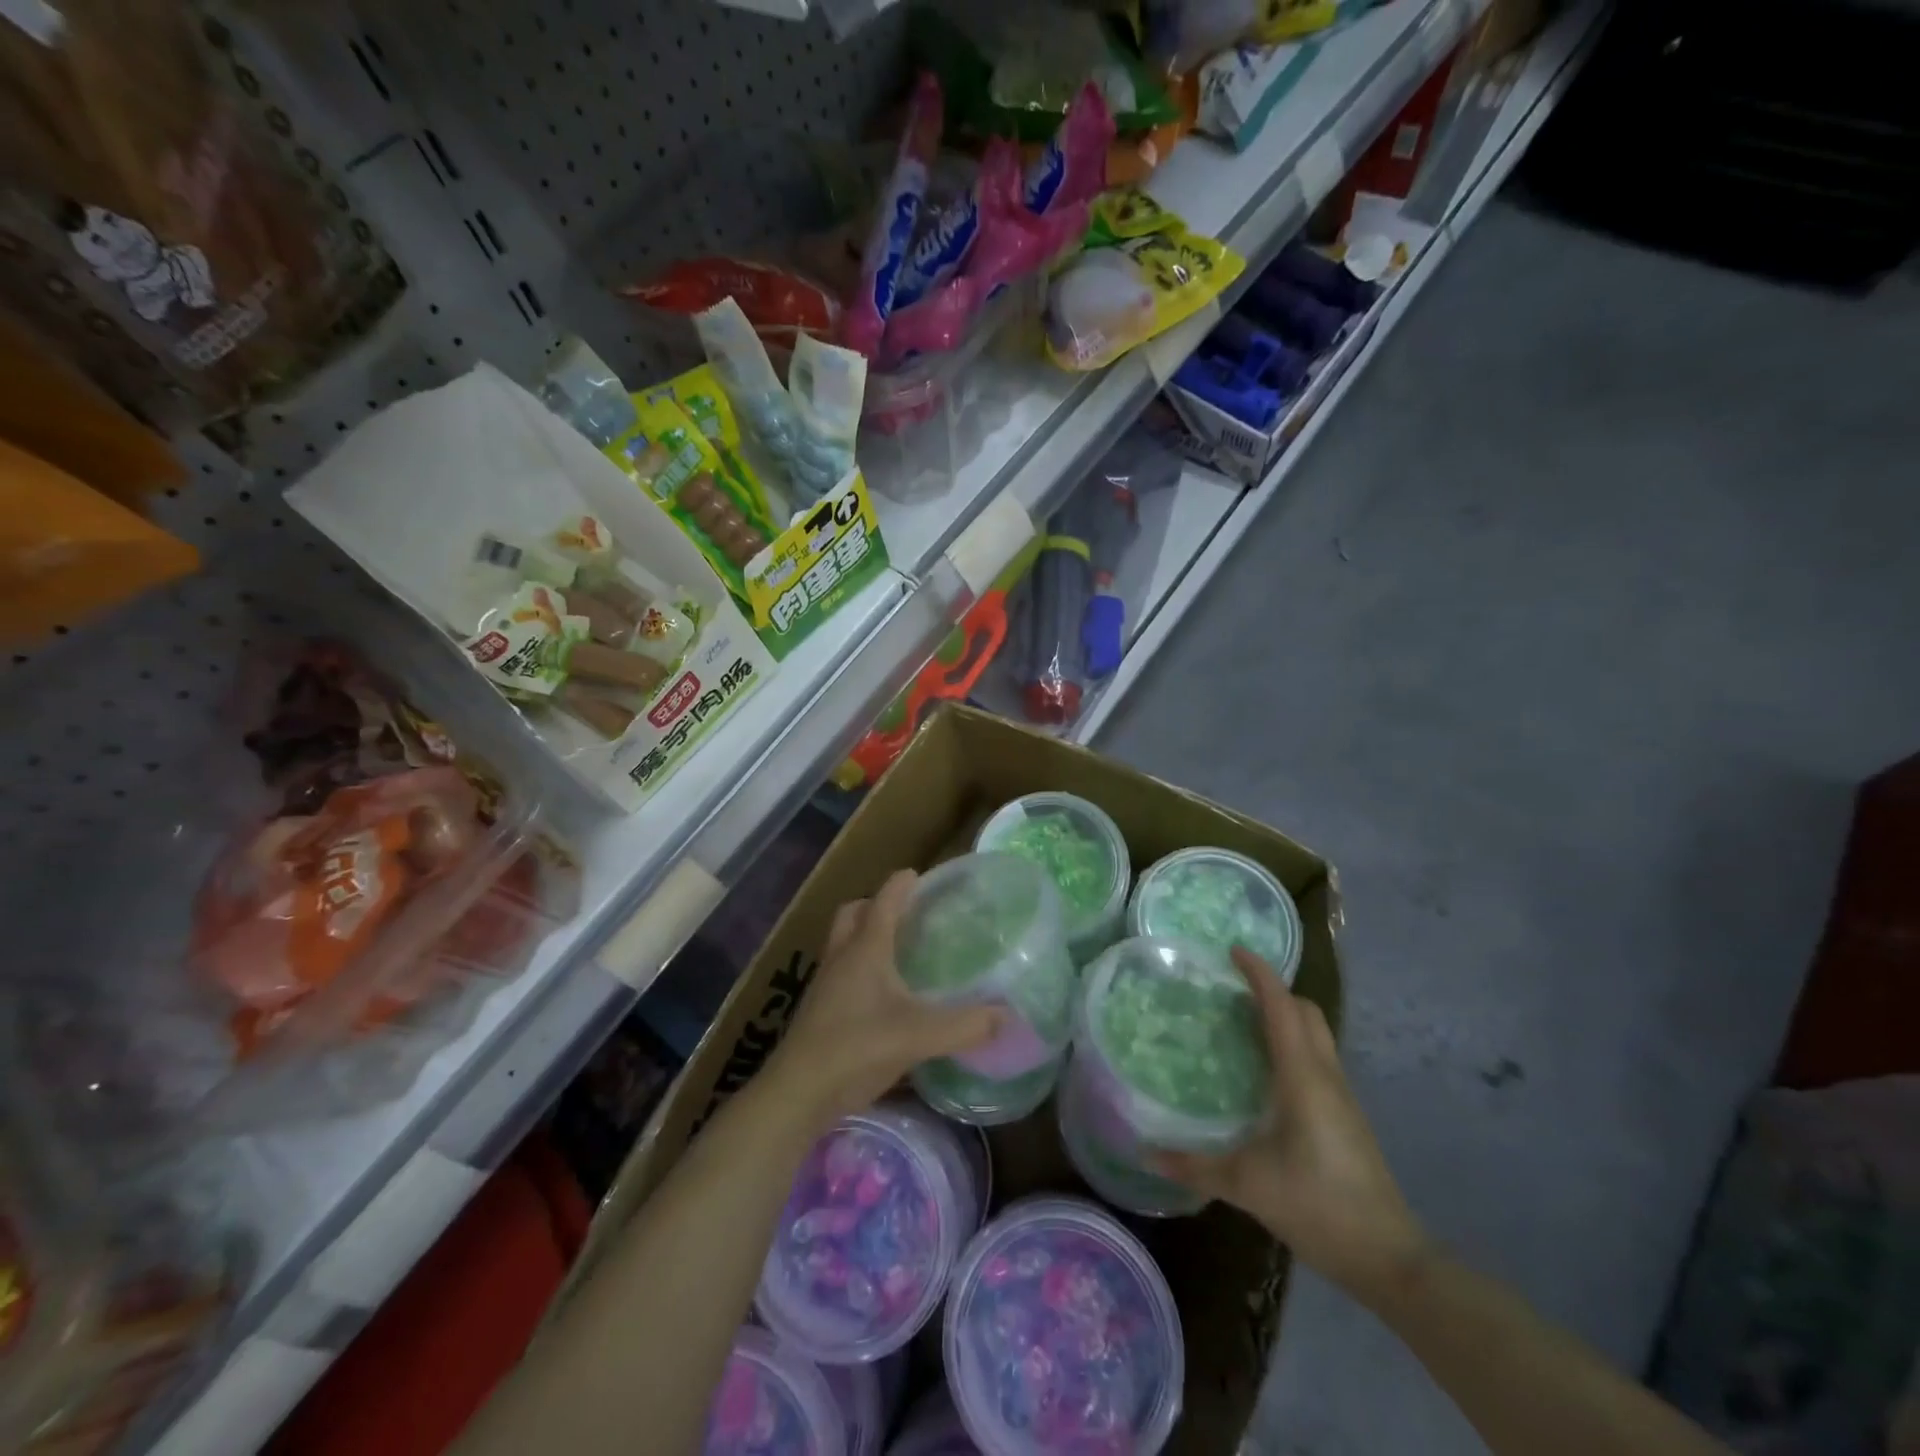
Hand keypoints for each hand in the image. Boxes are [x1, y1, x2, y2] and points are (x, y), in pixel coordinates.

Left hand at [766, 870, 1002, 1125]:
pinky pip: (839, 972)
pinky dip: (858, 968)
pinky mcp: (818, 1011)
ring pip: (842, 943)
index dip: (901, 884)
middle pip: (853, 914)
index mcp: (865, 949)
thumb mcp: (919, 1036)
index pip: (883, 901)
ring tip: (896, 951)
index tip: (917, 874)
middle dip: (876, 905)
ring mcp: (824, 984)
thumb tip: (1009, 1015)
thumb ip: (966, 1025)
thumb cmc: (857, 1049)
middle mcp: (841, 957)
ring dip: (864, 936)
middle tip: (905, 913)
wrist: (797, 1093)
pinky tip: (880, 996)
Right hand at [1155, 947, 1430, 1305]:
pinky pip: (1317, 1058)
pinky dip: (1291, 1043)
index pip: (1282, 1007)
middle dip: (1272, 990)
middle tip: (1231, 989)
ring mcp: (1341, 1095)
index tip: (1232, 951)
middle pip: (1305, 1011)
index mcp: (1303, 1077)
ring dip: (1284, 1016)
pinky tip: (1264, 1072)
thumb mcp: (1248, 1184)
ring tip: (1241, 1022)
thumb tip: (1144, 1152)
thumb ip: (1194, 1165)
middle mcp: (1325, 1075)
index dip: (1259, 973)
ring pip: (1315, 1033)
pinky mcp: (1346, 1115)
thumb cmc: (1319, 1206)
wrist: (1390, 1258)